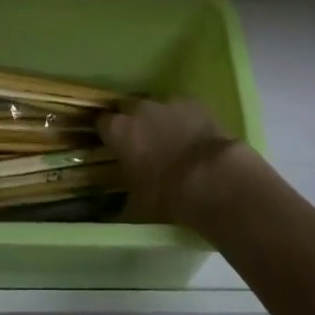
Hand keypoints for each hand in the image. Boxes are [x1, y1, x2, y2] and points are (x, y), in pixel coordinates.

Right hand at [99, 97, 255, 227]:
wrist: (211, 178)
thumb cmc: (167, 194)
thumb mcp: (138, 205)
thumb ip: (125, 201)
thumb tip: (119, 211)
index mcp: (119, 131)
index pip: (103, 123)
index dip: (109, 134)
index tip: (113, 145)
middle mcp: (139, 110)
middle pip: (130, 109)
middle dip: (135, 123)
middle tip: (143, 144)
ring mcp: (169, 103)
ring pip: (159, 108)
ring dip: (161, 120)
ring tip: (173, 142)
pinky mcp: (195, 102)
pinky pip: (185, 109)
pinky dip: (187, 119)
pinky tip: (195, 137)